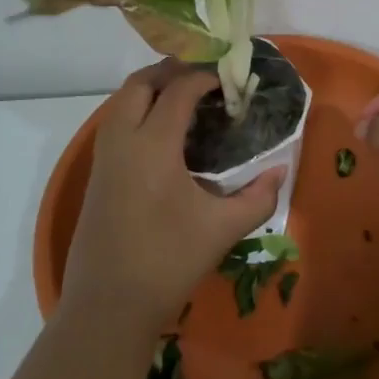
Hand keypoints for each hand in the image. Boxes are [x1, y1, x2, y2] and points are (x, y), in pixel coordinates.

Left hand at [63, 61, 286, 332]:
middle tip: (205, 78)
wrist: (107, 307)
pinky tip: (164, 133)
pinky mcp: (97, 174)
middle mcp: (123, 139)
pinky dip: (139, 110)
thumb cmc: (168, 263)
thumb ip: (258, 197)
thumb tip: (281, 171)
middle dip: (172, 71)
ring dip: (152, 88)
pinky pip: (116, 122)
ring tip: (186, 99)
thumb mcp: (222, 229)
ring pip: (122, 100)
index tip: (230, 79)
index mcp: (153, 144)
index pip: (179, 89)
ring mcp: (104, 156)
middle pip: (141, 83)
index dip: (206, 76)